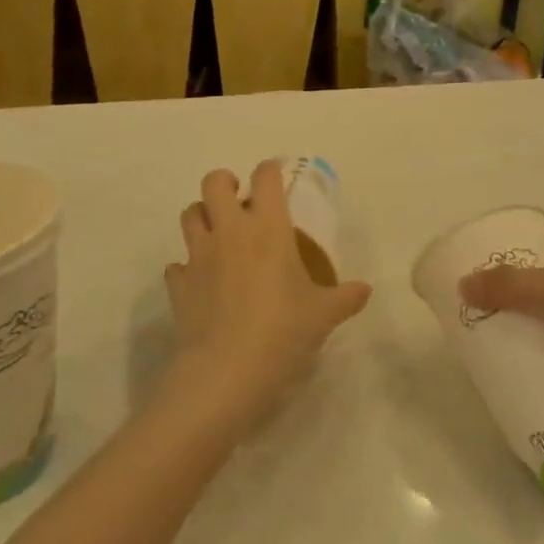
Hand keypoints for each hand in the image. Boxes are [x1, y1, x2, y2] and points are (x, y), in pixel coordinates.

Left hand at [165, 161, 371, 415]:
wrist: (226, 373)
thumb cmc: (283, 332)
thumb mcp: (323, 315)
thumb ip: (346, 297)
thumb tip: (365, 290)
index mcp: (268, 227)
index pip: (265, 177)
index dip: (270, 171)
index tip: (277, 178)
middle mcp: (229, 231)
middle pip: (214, 183)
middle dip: (225, 183)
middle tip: (240, 201)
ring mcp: (198, 256)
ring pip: (189, 215)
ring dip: (202, 217)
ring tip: (219, 236)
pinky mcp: (179, 285)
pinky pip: (178, 265)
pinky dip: (188, 268)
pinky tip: (202, 283)